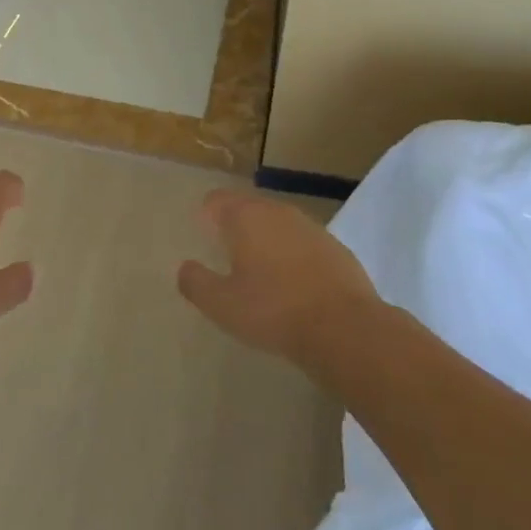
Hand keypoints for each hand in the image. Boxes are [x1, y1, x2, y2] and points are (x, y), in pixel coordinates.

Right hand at [177, 189, 379, 368]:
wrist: (346, 329)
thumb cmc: (274, 311)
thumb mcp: (223, 305)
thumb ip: (196, 283)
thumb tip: (185, 268)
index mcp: (246, 216)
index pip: (216, 200)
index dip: (206, 214)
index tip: (204, 235)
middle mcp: (277, 211)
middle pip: (249, 208)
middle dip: (237, 226)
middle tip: (229, 256)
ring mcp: (310, 227)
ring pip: (279, 224)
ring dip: (268, 240)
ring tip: (262, 272)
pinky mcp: (336, 247)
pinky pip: (304, 244)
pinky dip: (295, 256)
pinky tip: (296, 285)